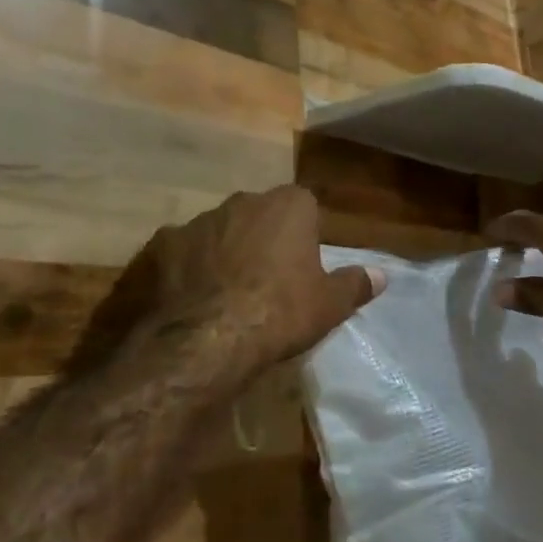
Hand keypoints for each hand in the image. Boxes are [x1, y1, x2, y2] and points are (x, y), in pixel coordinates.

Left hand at [72, 187, 385, 374]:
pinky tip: (189, 299)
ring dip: (224, 251)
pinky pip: (180, 252)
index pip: (303, 204)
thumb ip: (356, 284)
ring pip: (218, 231)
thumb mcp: (329, 305)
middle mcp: (242, 202)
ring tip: (226, 292)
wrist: (207, 339)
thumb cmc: (281, 312)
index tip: (304, 263)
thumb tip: (382, 274)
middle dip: (263, 237)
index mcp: (288, 206)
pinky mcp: (160, 246)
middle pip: (258, 214)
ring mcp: (197, 221)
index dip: (305, 232)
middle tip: (268, 279)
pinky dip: (186, 268)